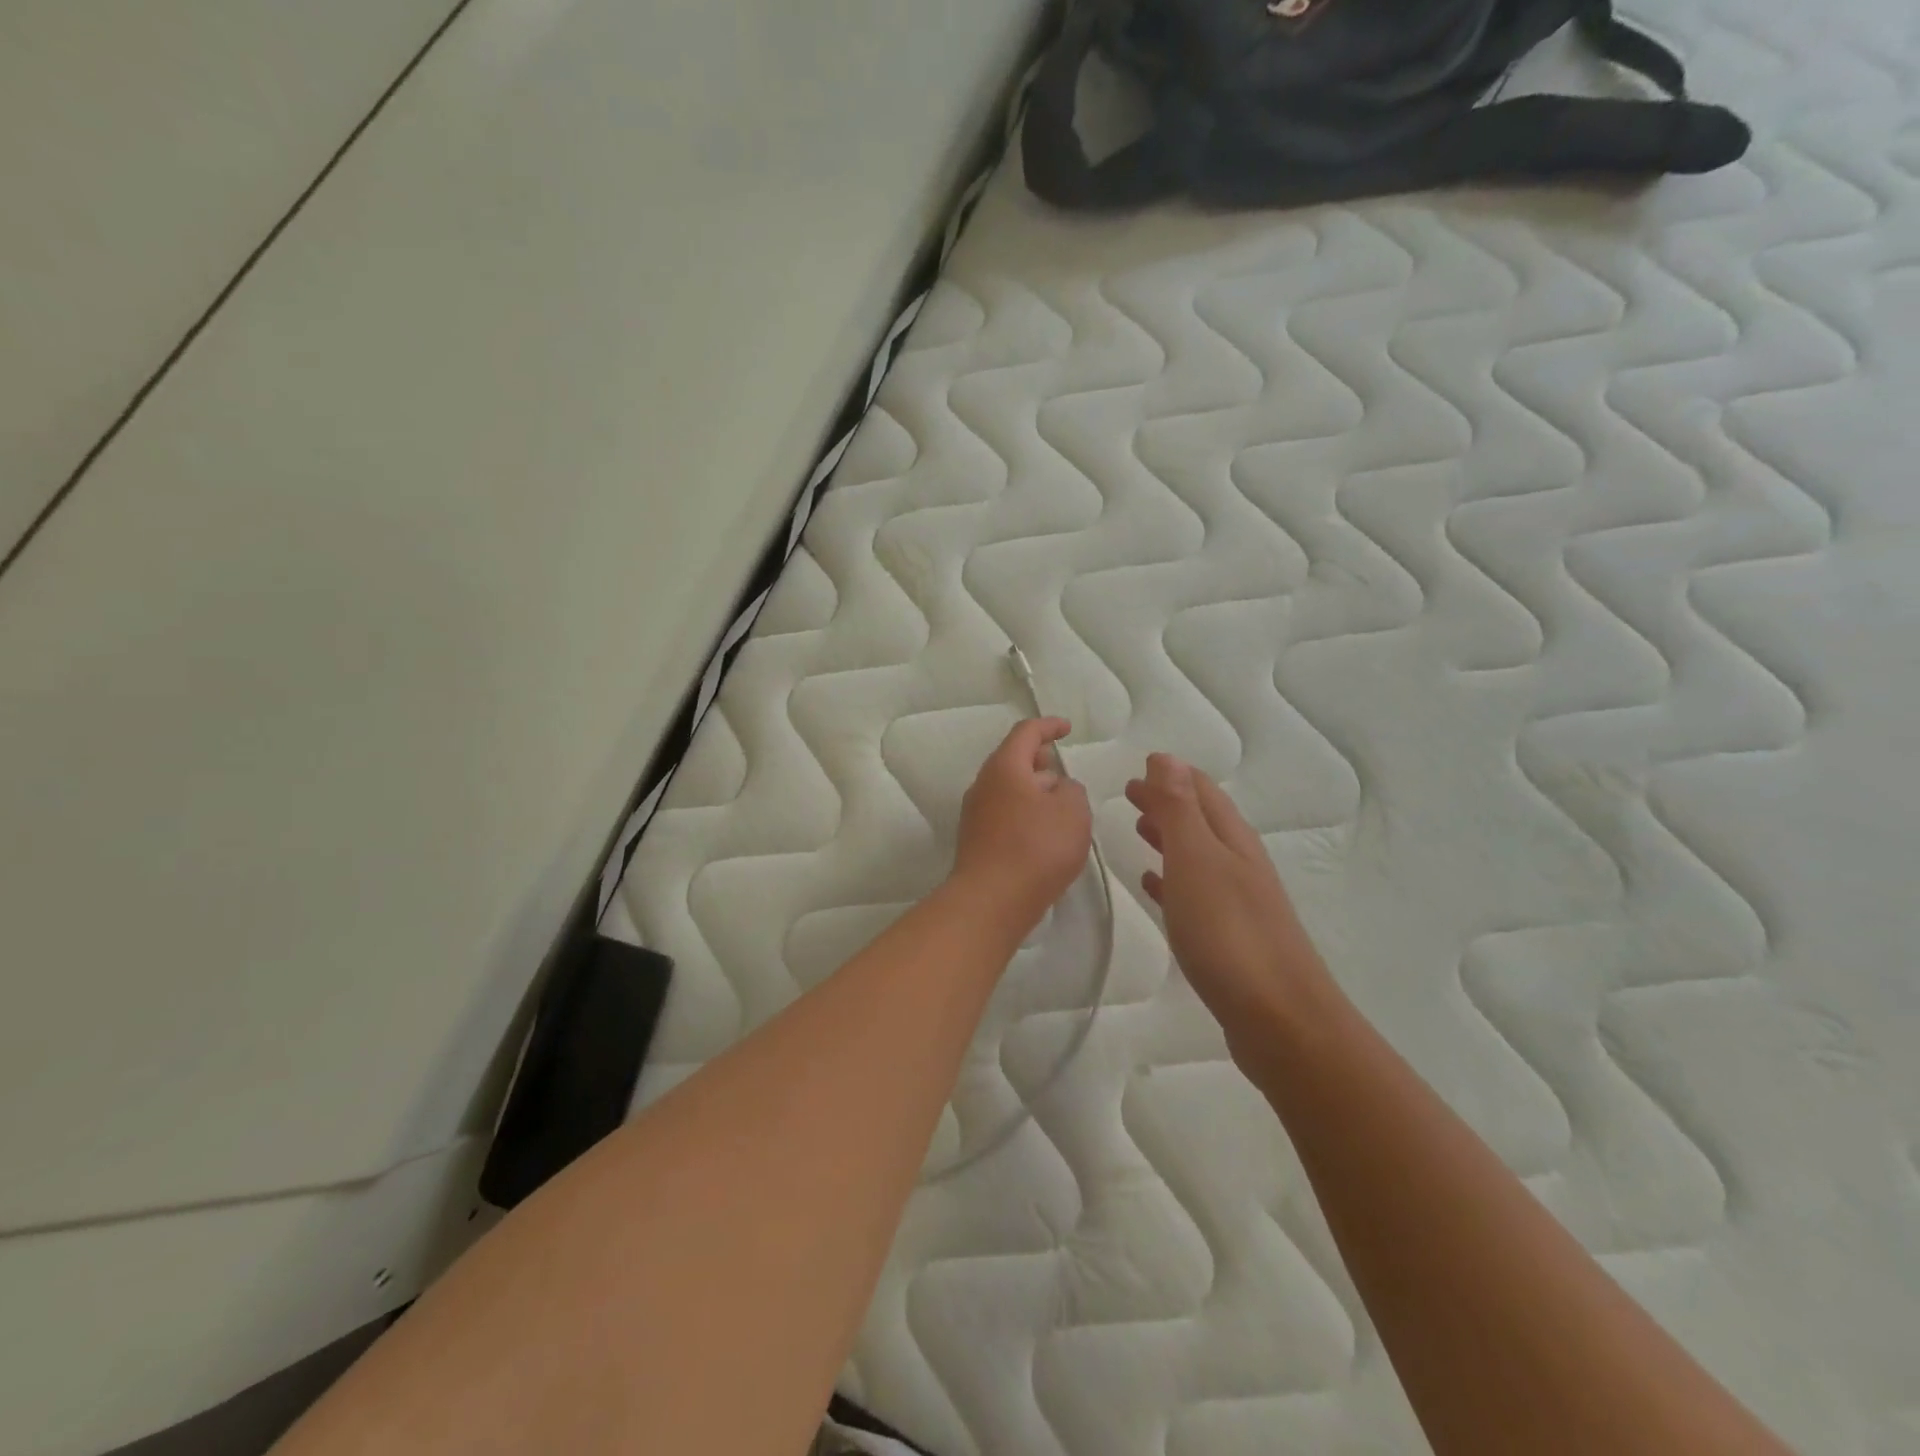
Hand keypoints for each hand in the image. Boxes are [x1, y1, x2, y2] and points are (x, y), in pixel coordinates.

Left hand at [951, 718, 1093, 932]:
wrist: (990, 901)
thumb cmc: (1036, 848)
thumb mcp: (1073, 812)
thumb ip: (1072, 791)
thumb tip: (1059, 789)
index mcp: (1004, 767)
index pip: (1025, 733)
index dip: (1048, 726)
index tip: (1066, 729)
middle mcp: (983, 786)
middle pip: (1012, 761)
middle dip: (1039, 761)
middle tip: (1062, 771)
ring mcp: (976, 815)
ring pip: (1008, 791)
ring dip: (1034, 791)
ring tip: (1060, 806)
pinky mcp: (977, 842)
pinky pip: (1004, 816)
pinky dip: (1025, 815)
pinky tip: (1044, 835)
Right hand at [1127, 754, 1338, 1057]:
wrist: (1279, 1020)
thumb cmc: (1230, 933)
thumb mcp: (1197, 861)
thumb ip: (1179, 810)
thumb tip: (1167, 758)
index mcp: (1232, 841)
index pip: (1202, 792)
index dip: (1172, 776)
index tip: (1142, 764)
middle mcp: (1239, 864)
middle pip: (1201, 821)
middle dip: (1167, 802)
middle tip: (1130, 793)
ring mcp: (1237, 902)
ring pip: (1197, 856)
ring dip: (1169, 837)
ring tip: (1138, 828)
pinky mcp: (1229, 939)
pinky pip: (1193, 894)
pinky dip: (1170, 880)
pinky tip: (1153, 884)